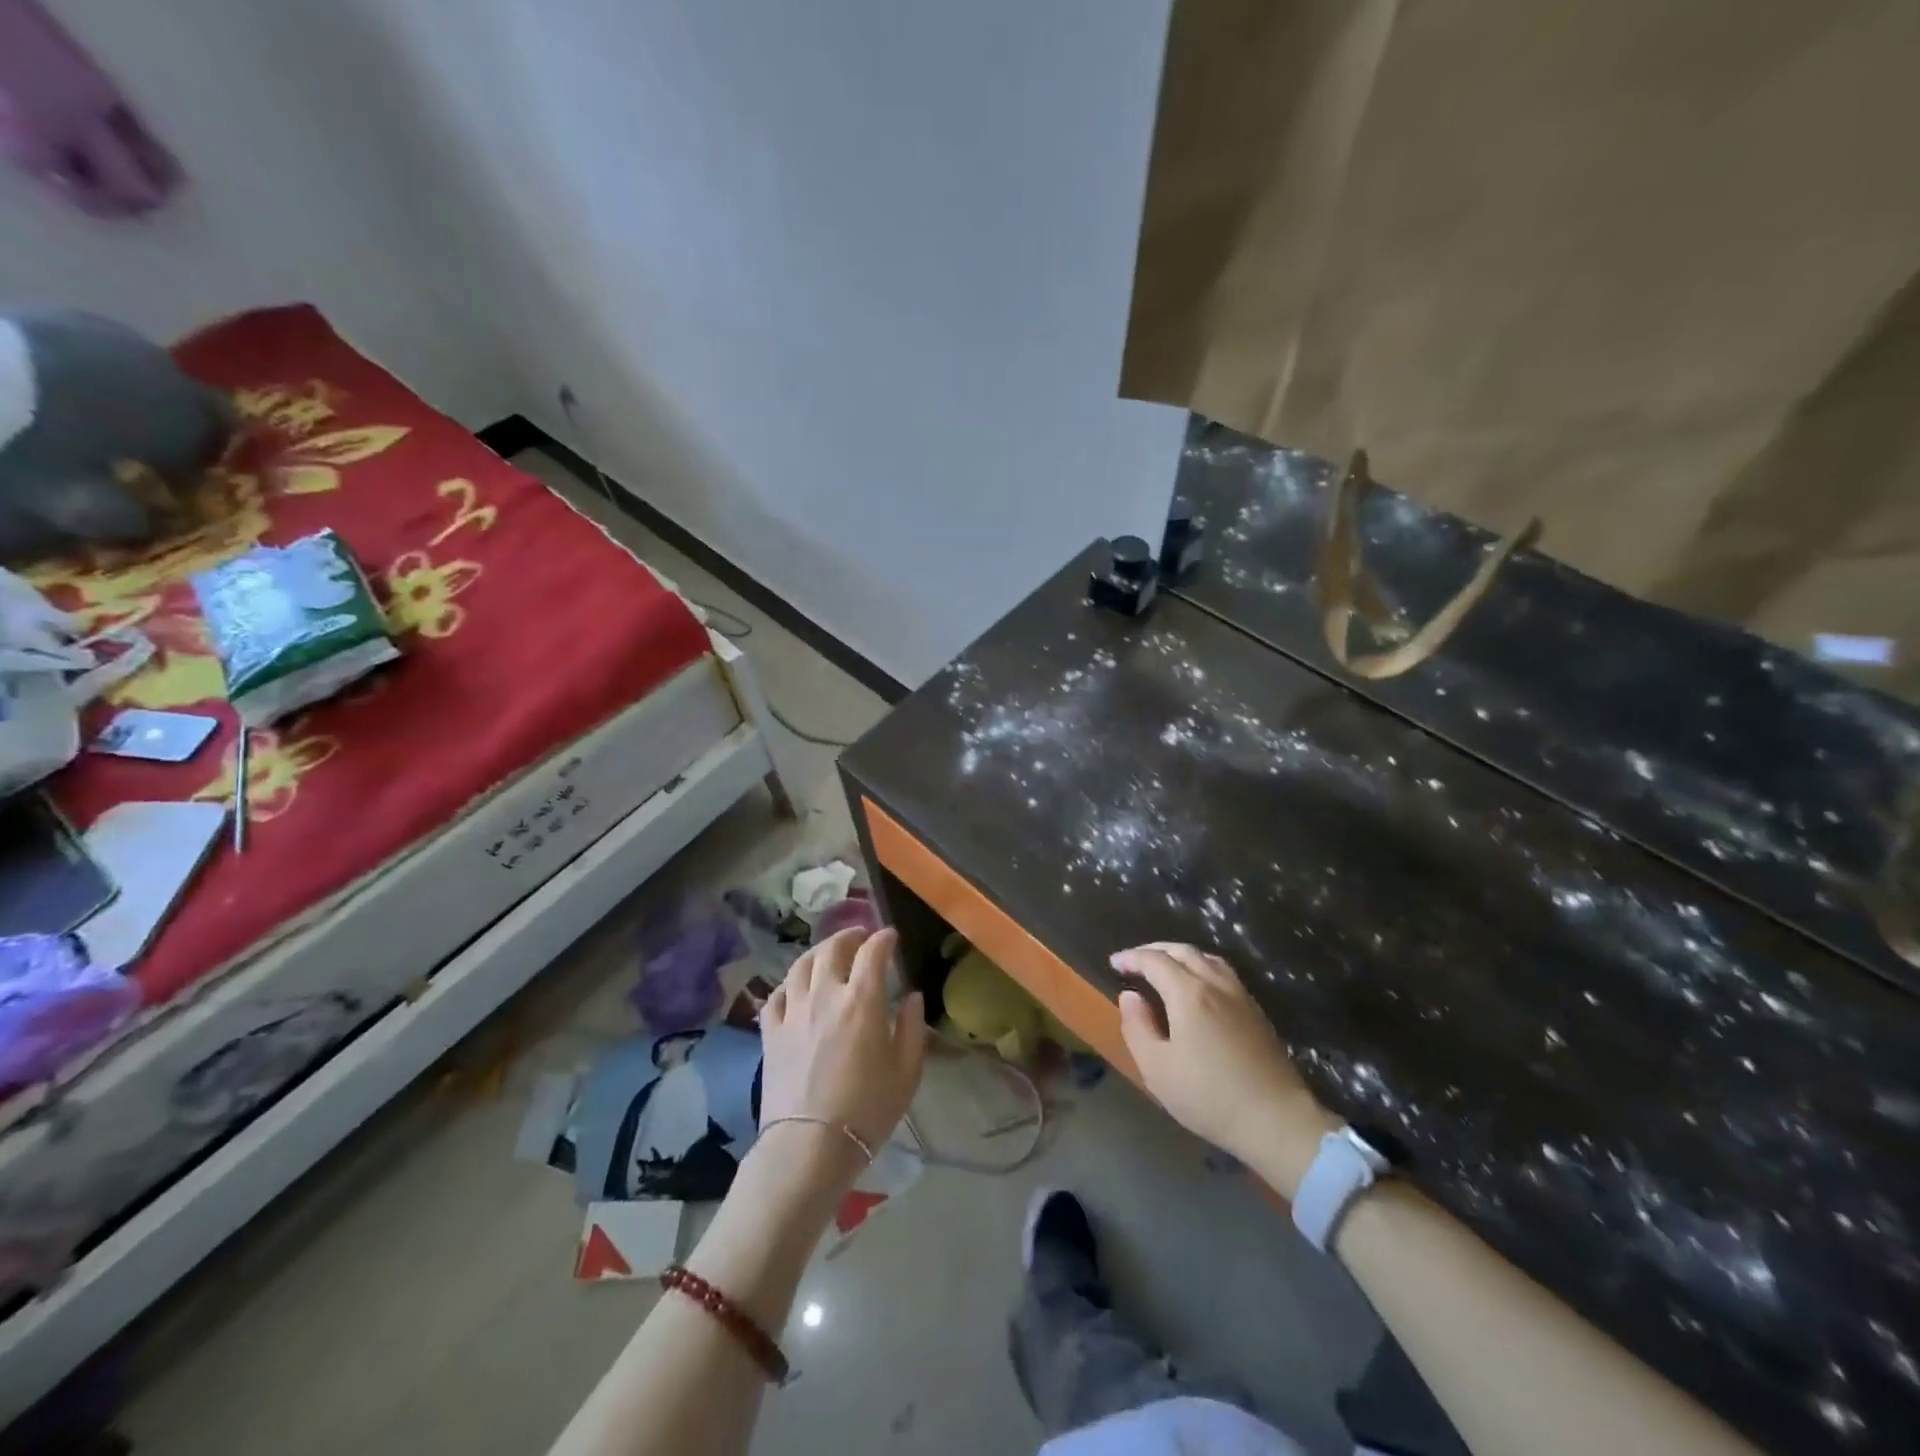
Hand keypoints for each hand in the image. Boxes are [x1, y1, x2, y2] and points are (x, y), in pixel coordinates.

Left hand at [761, 928, 925, 1170]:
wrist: (809, 1146)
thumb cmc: (867, 1110)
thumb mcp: (906, 1071)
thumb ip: (912, 1027)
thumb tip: (912, 997)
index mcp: (862, 1000)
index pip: (872, 952)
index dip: (883, 939)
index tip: (891, 937)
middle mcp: (824, 995)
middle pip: (832, 948)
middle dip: (849, 936)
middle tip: (861, 937)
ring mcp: (793, 1012)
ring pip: (800, 965)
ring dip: (818, 952)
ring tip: (828, 954)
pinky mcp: (770, 1033)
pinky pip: (776, 995)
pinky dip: (788, 984)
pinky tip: (795, 989)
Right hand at [1113, 943, 1335, 1192]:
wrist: (1277, 1120)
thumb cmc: (1209, 1097)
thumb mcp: (1157, 1069)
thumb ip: (1137, 1026)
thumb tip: (1130, 996)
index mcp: (1188, 993)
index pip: (1154, 960)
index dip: (1131, 958)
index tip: (1114, 963)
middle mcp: (1215, 984)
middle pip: (1182, 951)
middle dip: (1154, 950)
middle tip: (1134, 961)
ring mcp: (1240, 995)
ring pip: (1207, 958)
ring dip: (1180, 955)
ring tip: (1165, 968)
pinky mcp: (1256, 1011)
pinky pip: (1223, 973)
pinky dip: (1201, 967)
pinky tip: (1198, 986)